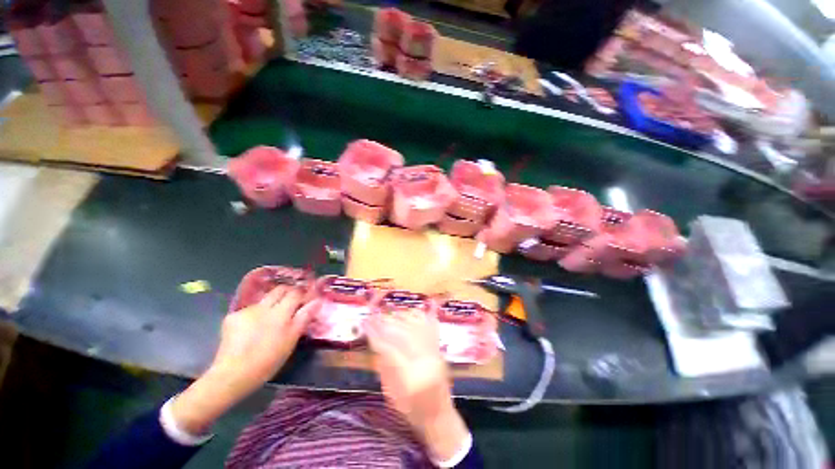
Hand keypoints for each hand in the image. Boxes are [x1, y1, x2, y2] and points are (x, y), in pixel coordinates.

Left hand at [171, 285, 311, 434]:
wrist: (232, 374)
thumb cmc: (269, 360)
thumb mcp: (292, 339)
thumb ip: (304, 317)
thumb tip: (317, 301)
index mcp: (281, 312)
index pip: (296, 293)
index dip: (302, 294)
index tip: (305, 301)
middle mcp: (264, 306)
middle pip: (279, 290)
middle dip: (287, 293)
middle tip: (291, 305)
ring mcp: (247, 310)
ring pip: (264, 300)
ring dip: (270, 305)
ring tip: (269, 321)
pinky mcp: (232, 317)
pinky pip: (249, 310)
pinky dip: (254, 316)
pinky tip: (251, 330)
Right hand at [366, 310, 469, 461]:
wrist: (440, 415)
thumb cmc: (412, 411)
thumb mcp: (391, 394)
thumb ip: (384, 366)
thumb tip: (376, 342)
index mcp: (410, 377)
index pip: (389, 348)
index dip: (375, 333)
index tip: (365, 322)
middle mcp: (425, 360)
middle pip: (402, 332)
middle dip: (385, 322)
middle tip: (373, 316)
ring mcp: (435, 351)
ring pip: (416, 325)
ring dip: (400, 317)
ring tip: (388, 315)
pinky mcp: (439, 348)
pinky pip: (430, 324)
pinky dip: (419, 316)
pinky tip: (410, 313)